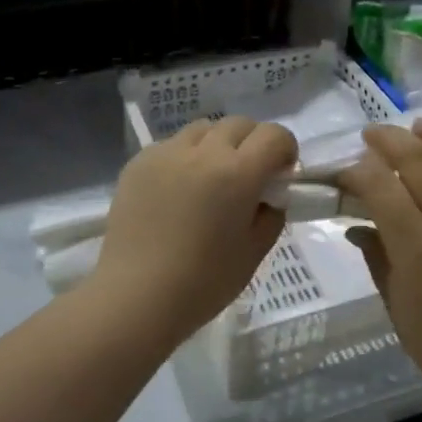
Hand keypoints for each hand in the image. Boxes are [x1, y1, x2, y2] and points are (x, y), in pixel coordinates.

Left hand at [90, 116, 298, 346]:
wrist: (136, 297)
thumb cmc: (204, 282)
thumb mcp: (255, 252)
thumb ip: (271, 214)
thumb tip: (269, 195)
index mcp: (238, 173)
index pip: (274, 135)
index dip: (285, 150)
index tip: (280, 175)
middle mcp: (203, 152)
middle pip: (239, 125)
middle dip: (253, 144)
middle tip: (248, 177)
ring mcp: (166, 153)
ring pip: (203, 129)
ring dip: (217, 145)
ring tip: (210, 179)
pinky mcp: (138, 163)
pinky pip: (171, 145)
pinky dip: (184, 158)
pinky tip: (178, 191)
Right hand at [338, 121, 421, 403]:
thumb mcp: (394, 305)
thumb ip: (376, 257)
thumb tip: (356, 224)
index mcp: (416, 248)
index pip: (379, 187)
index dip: (356, 170)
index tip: (345, 172)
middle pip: (419, 160)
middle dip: (390, 139)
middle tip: (373, 134)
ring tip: (420, 127)